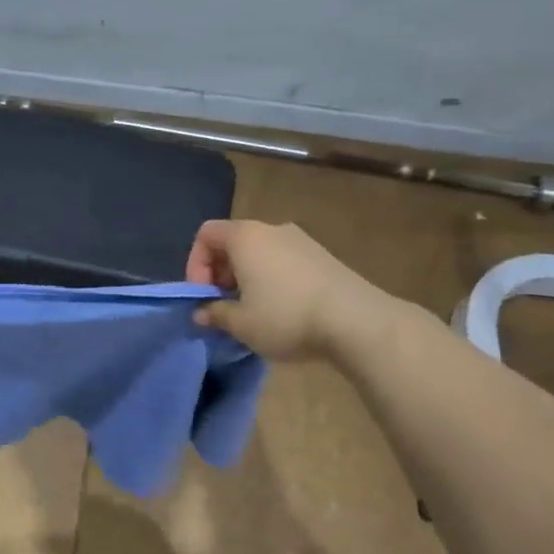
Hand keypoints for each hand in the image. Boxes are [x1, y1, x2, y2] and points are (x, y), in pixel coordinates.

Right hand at [186, 219, 402, 361]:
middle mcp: (271, 229)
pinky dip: (272, 278)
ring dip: (247, 277)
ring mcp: (301, 240)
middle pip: (233, 242)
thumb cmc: (287, 317)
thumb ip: (215, 314)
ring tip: (253, 311)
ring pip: (260, 252)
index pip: (206, 234)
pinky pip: (284, 260)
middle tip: (225, 306)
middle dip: (221, 273)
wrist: (357, 321)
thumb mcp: (241, 324)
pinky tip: (283, 309)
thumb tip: (201, 313)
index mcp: (245, 237)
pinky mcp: (323, 256)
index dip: (195, 264)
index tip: (204, 296)